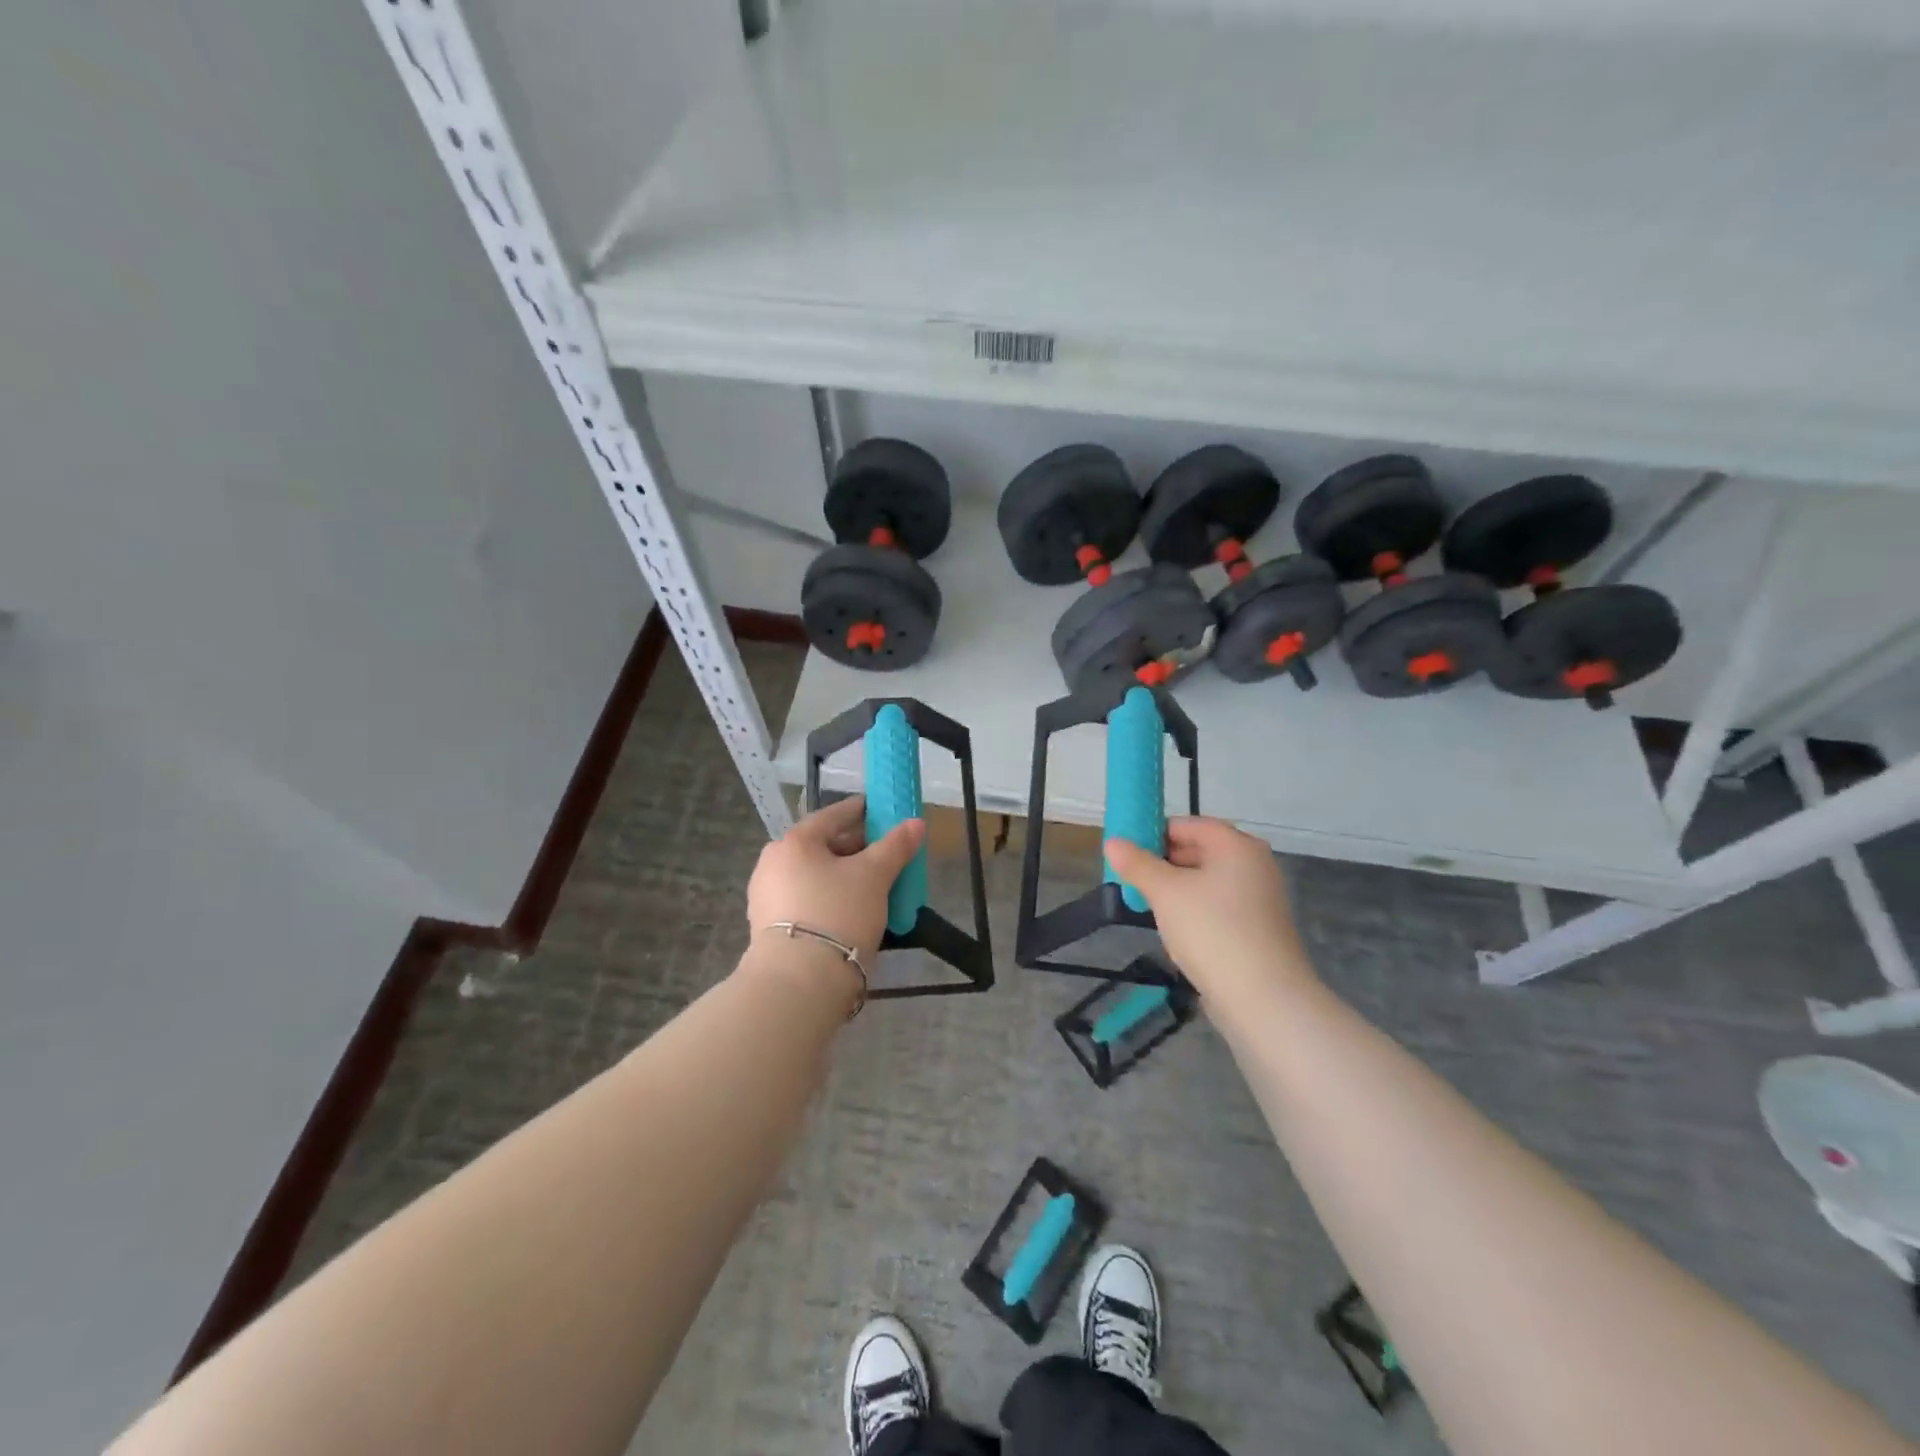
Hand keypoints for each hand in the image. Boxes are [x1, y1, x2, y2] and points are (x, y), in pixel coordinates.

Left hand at [747, 796, 925, 967]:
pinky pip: (806, 899)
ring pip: (814, 874)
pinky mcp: (768, 927)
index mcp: (794, 842)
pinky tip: (851, 909)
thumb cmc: (838, 914)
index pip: (832, 815)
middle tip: (884, 852)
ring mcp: (767, 896)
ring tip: (872, 883)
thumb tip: (916, 823)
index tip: (881, 810)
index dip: (860, 810)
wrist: (799, 983)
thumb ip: (896, 846)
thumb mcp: (874, 876)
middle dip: (854, 847)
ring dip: (842, 875)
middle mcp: (773, 863)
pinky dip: (829, 896)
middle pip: (822, 846)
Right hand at [1104, 817, 1316, 1006]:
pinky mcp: (1258, 928)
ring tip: (1148, 908)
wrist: (1264, 998)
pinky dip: (1195, 912)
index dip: (1154, 834)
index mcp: (1237, 845)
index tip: (1126, 853)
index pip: (1188, 825)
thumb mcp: (1165, 893)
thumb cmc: (1212, 931)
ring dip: (1176, 891)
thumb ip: (1137, 864)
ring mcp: (1260, 898)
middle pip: (1199, 851)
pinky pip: (1218, 907)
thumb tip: (1112, 842)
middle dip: (1163, 864)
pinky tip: (1176, 932)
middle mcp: (1254, 864)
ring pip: (1206, 882)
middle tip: (1132, 881)